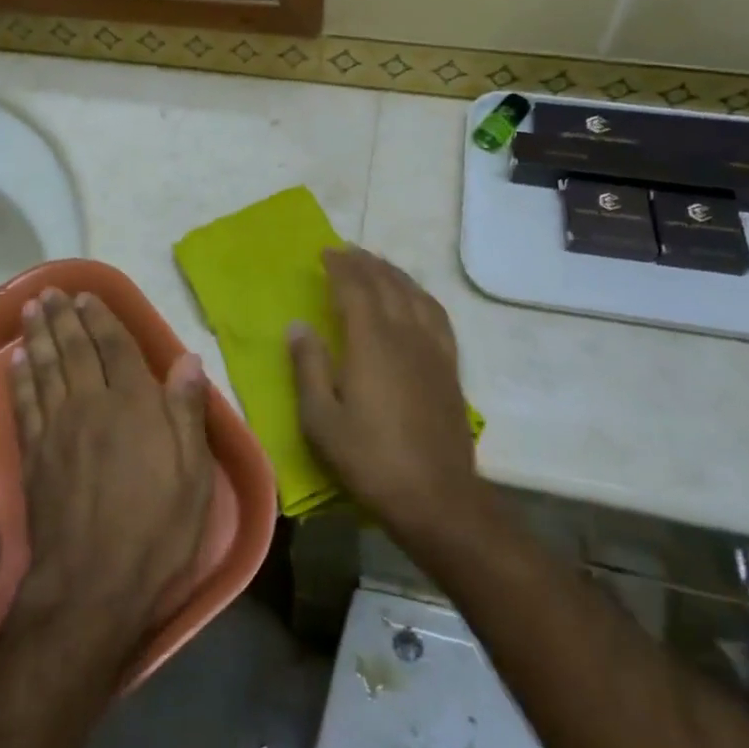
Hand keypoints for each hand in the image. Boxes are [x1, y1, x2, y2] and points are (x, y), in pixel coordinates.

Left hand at [7, 290, 214, 665]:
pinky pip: (24, 403)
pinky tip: (17, 362)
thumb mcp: (193, 474)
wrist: (91, 585)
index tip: (87, 296)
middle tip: (51, 292)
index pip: (115, 347)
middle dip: (64, 318)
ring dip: (38, 335)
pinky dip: (20, 378)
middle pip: (74, 350)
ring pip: (45, 368)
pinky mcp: (33, 455)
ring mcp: (57, 428)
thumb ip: (187, 412)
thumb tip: (188, 359)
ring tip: (31, 309)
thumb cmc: (156, 529)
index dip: (101, 318)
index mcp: (134, 404)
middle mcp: (91, 404)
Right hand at [289, 248, 480, 538]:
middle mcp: (405, 334)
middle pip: (386, 284)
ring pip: (414, 295)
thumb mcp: (321, 419)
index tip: (325, 251)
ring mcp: (433, 349)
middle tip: (347, 251)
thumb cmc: (370, 459)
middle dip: (365, 263)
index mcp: (371, 342)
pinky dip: (421, 295)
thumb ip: (308, 367)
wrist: (437, 497)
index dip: (339, 266)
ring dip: (393, 273)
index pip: (355, 288)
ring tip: (378, 264)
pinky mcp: (450, 367)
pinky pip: (437, 315)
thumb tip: (298, 324)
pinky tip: (416, 299)